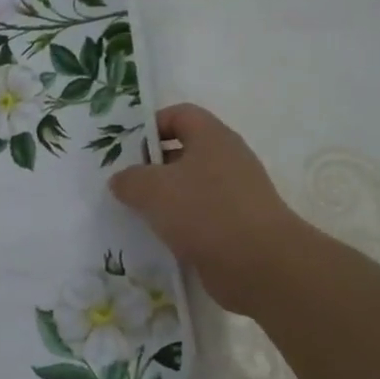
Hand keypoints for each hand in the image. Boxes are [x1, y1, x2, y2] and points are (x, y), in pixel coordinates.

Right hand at [109, 104, 312, 315]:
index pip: (180, 115)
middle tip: (123, 186)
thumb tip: (121, 180)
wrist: (258, 264)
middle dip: (151, 167)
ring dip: (163, 201)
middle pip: (183, 152)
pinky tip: (159, 240)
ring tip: (135, 216)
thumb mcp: (153, 189)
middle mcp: (227, 160)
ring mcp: (234, 195)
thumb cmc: (204, 211)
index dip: (151, 126)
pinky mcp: (235, 226)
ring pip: (189, 188)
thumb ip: (129, 179)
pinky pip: (199, 217)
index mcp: (212, 137)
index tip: (125, 150)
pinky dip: (179, 225)